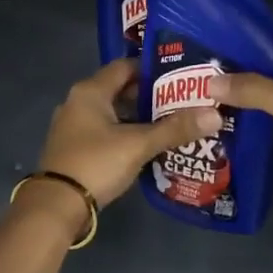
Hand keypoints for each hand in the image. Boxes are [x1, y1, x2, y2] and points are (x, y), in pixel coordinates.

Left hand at [34, 58, 221, 212]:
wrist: (56, 205)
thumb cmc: (96, 163)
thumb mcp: (138, 144)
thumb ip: (175, 129)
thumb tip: (215, 114)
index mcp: (90, 91)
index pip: (125, 66)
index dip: (153, 69)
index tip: (181, 77)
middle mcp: (78, 102)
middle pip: (119, 89)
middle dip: (150, 95)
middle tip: (182, 102)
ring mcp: (73, 126)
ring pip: (113, 113)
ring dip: (138, 117)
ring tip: (171, 123)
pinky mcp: (74, 148)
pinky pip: (105, 131)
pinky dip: (126, 133)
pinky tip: (147, 145)